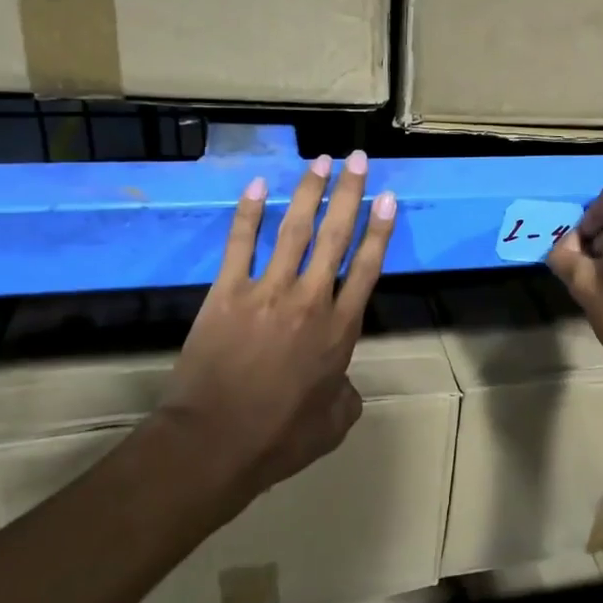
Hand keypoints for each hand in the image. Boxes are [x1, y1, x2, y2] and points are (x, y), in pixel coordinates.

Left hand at [162, 150, 395, 503]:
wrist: (215, 442)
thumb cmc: (279, 438)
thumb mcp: (334, 424)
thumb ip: (347, 396)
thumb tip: (344, 385)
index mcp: (340, 330)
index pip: (367, 267)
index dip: (380, 229)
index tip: (388, 197)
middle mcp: (311, 300)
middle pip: (336, 236)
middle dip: (351, 194)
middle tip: (359, 159)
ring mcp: (268, 292)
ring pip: (294, 230)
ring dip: (310, 192)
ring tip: (321, 161)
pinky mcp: (228, 293)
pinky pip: (240, 244)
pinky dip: (248, 213)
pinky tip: (258, 186)